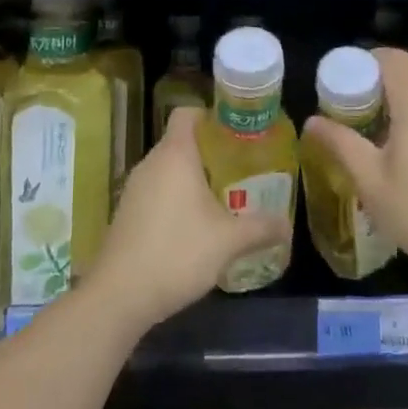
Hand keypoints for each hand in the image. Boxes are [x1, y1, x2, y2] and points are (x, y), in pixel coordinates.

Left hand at [89, 107, 289, 332]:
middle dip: (211, 152)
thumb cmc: (177, 253)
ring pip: (169, 168)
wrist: (120, 295)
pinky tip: (195, 225)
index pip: (188, 113)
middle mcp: (151, 163)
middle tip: (241, 169)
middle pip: (181, 141)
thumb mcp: (228, 241)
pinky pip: (157, 190)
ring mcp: (135, 188)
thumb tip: (287, 225)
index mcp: (175, 155)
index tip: (237, 134)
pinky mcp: (127, 212)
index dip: (212, 117)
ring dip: (193, 178)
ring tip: (224, 198)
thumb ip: (261, 228)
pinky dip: (176, 198)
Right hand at [303, 48, 407, 288]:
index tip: (339, 82)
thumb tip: (313, 120)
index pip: (391, 57)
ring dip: (396, 93)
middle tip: (348, 102)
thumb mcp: (370, 180)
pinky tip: (397, 143)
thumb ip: (340, 143)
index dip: (363, 61)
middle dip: (376, 76)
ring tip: (368, 123)